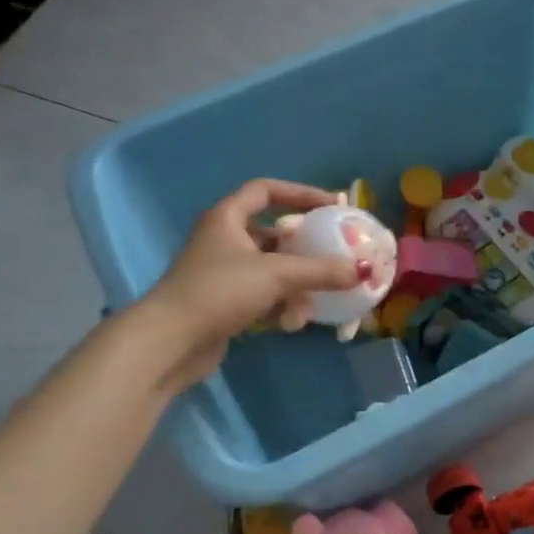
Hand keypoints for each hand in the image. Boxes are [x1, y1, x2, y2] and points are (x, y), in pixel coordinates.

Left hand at [144, 179, 360, 381]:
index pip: (265, 190)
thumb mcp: (276, 275)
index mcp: (227, 218)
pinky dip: (280, 305)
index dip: (300, 193)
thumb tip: (362, 270)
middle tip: (334, 255)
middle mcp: (223, 240)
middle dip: (305, 248)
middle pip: (274, 234)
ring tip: (314, 302)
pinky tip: (291, 323)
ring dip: (296, 285)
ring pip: (272, 269)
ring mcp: (222, 273)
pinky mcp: (224, 303)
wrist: (171, 342)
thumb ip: (321, 270)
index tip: (332, 206)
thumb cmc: (220, 292)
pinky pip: (263, 295)